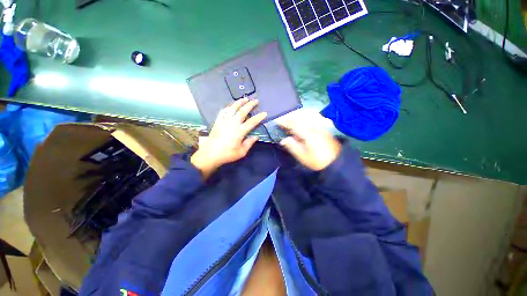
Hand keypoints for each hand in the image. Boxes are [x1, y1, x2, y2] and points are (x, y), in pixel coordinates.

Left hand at [191, 98, 266, 178]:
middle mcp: (233, 123)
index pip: (252, 122)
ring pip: (233, 108)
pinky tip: (231, 106)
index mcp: (240, 131)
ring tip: (245, 98)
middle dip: (250, 105)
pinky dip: (228, 107)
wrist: (210, 154)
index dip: (259, 117)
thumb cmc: (227, 154)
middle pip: (243, 111)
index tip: (264, 113)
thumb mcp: (241, 152)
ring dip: (239, 102)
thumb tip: (255, 137)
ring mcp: (224, 121)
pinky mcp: (218, 121)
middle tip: (255, 100)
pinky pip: (223, 111)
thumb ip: (249, 143)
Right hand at [279, 121, 340, 170]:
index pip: (294, 124)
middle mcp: (314, 128)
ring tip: (289, 127)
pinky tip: (299, 130)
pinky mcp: (322, 130)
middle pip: (299, 120)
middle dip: (289, 121)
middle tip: (282, 125)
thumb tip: (283, 140)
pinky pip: (309, 123)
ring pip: (305, 121)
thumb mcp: (303, 156)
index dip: (285, 122)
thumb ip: (292, 146)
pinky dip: (302, 124)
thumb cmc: (317, 161)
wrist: (336, 162)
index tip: (277, 122)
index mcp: (308, 134)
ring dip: (295, 122)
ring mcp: (319, 128)